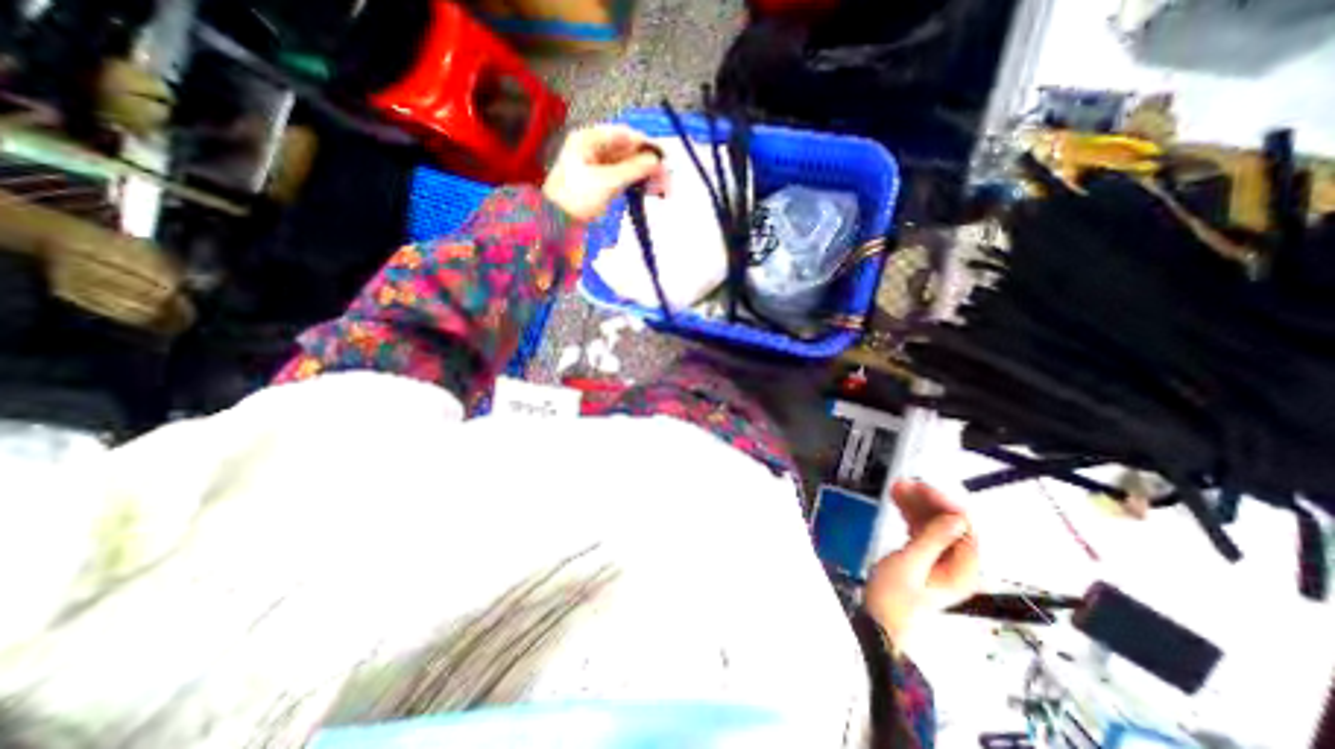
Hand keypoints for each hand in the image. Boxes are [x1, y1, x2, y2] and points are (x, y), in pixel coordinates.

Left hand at [542, 122, 667, 221]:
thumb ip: (633, 169)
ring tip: (663, 189)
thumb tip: (656, 161)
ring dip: (645, 176)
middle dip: (648, 164)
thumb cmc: (576, 197)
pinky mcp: (598, 184)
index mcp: (589, 139)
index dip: (646, 145)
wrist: (555, 222)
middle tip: (667, 179)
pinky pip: (622, 178)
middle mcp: (592, 149)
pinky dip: (636, 184)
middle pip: (627, 151)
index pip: (624, 135)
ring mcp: (595, 167)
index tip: (664, 157)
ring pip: (627, 166)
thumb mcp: (606, 182)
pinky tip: (650, 191)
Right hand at [866, 482, 978, 645]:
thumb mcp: (911, 565)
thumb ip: (934, 540)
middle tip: (906, 484)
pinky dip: (910, 514)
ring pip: (934, 523)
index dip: (947, 505)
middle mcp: (957, 563)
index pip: (965, 529)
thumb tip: (957, 518)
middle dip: (928, 502)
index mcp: (963, 570)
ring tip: (897, 488)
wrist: (878, 621)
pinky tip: (898, 501)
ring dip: (917, 504)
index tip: (924, 488)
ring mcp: (941, 559)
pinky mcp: (925, 557)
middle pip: (950, 524)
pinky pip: (922, 529)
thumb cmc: (894, 597)